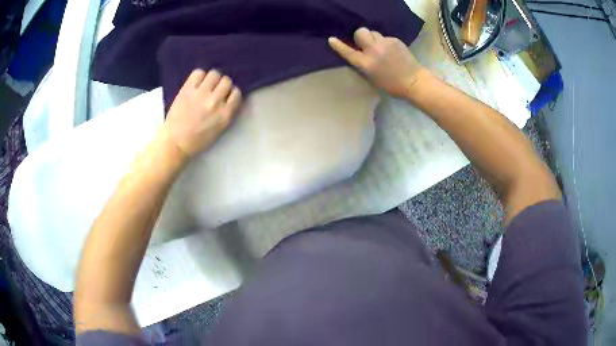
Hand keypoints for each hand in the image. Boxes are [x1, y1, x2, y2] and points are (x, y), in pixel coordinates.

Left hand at [162, 69, 241, 157]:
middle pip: (226, 81)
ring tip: (205, 85)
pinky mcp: (187, 89)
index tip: (225, 96)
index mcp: (225, 114)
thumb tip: (229, 96)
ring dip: (211, 79)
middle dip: (222, 85)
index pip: (236, 93)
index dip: (231, 93)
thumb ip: (227, 112)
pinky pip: (198, 73)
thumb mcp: (220, 129)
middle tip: (214, 90)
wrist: (175, 143)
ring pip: (214, 74)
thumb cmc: (198, 140)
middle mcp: (215, 101)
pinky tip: (196, 84)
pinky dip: (199, 76)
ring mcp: (201, 94)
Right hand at [328, 27, 428, 97]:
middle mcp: (373, 50)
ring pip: (373, 33)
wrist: (414, 81)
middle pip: (361, 32)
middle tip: (365, 43)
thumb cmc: (392, 85)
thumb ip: (363, 64)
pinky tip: (392, 51)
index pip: (348, 52)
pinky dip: (385, 43)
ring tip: (381, 48)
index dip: (338, 45)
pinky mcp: (395, 40)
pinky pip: (385, 37)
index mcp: (366, 63)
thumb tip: (359, 53)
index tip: (332, 39)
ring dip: (373, 38)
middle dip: (360, 36)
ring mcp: (385, 43)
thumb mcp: (372, 77)